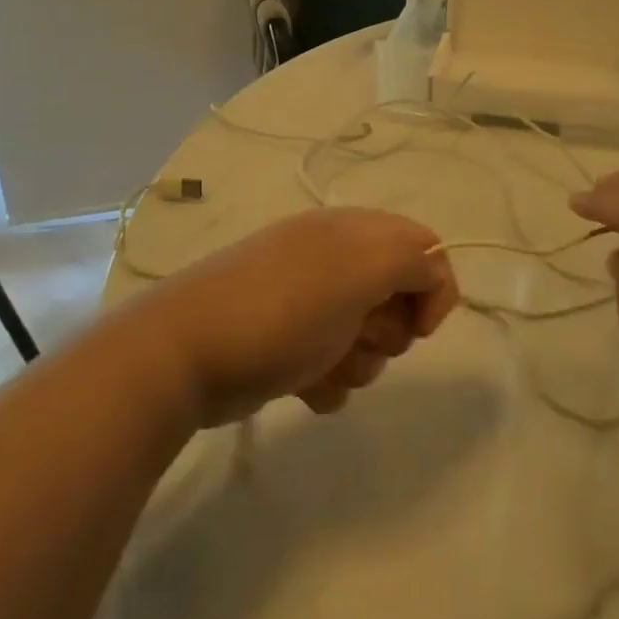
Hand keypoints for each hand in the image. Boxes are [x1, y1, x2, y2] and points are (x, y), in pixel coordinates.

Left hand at [143, 208, 458, 425]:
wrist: (186, 355)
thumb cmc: (284, 309)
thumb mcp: (361, 270)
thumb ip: (414, 260)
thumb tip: (431, 277)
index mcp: (351, 231)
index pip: (422, 246)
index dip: (433, 288)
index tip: (419, 329)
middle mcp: (332, 260)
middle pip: (398, 297)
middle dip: (389, 331)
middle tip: (358, 337)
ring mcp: (307, 303)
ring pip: (367, 338)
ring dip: (357, 361)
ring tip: (323, 366)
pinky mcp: (287, 344)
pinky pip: (333, 365)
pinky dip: (328, 380)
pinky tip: (304, 387)